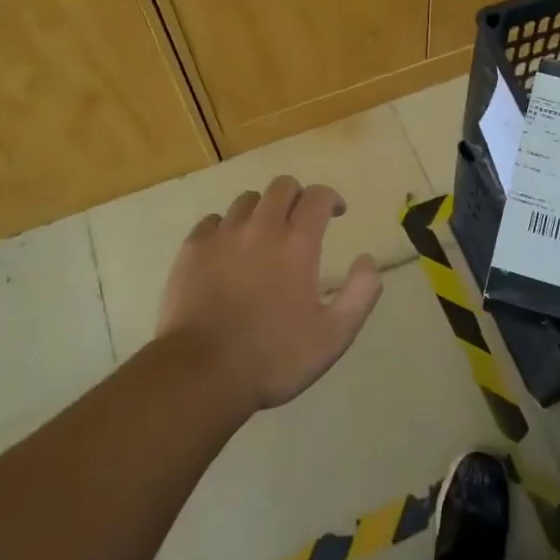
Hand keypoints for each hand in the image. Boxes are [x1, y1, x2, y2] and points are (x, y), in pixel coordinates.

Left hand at [156, 175, 382, 413]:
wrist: (202, 373)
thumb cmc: (274, 358)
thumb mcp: (334, 336)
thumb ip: (360, 294)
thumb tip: (367, 259)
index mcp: (298, 244)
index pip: (318, 197)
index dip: (331, 198)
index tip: (336, 212)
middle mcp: (261, 228)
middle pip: (282, 187)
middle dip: (298, 196)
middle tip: (300, 220)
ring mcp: (222, 235)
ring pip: (246, 200)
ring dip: (262, 210)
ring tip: (263, 234)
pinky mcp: (192, 249)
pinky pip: (212, 220)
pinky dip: (226, 227)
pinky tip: (227, 249)